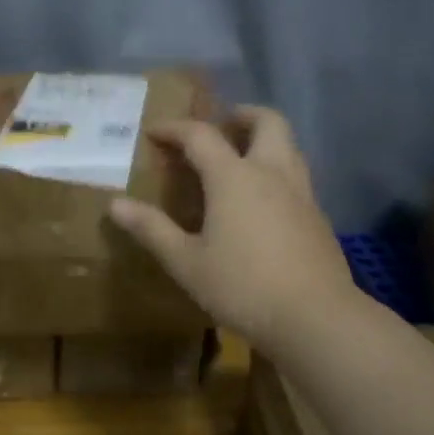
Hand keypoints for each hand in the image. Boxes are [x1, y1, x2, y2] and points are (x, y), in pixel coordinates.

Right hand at [108, 106, 359, 350]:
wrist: (316, 319)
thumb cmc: (243, 287)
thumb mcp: (186, 262)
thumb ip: (152, 229)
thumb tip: (115, 205)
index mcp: (234, 177)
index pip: (201, 135)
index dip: (175, 129)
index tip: (154, 132)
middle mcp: (271, 173)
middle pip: (267, 121)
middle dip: (241, 115)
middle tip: (220, 126)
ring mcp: (301, 193)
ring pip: (289, 146)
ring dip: (264, 140)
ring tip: (240, 159)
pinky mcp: (318, 217)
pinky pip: (296, 176)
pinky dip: (276, 171)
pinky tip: (262, 202)